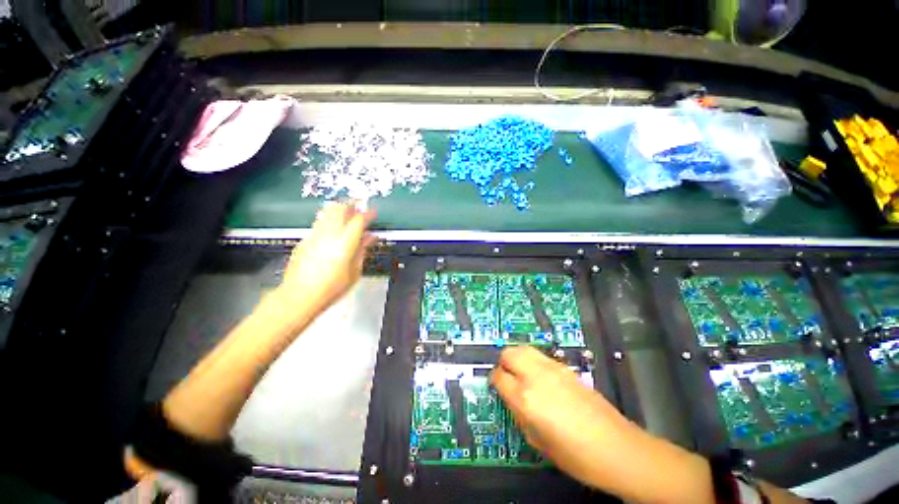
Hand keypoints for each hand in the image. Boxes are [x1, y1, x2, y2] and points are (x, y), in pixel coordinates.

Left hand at [277, 202, 375, 314]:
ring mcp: (314, 235)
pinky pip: (319, 223)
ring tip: (347, 215)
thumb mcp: (355, 271)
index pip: (359, 220)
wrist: (300, 296)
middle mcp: (329, 234)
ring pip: (327, 212)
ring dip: (339, 209)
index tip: (374, 212)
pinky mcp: (304, 240)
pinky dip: (329, 220)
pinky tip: (333, 230)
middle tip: (359, 208)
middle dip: (351, 204)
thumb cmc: (332, 287)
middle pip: (340, 208)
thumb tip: (370, 238)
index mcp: (345, 242)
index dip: (368, 213)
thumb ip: (363, 250)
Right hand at [490, 347, 714, 503]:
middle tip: (506, 376)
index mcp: (526, 398)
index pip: (499, 376)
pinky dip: (534, 361)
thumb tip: (511, 398)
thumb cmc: (576, 456)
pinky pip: (541, 356)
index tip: (496, 385)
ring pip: (525, 348)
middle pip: (509, 353)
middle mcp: (537, 377)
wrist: (617, 449)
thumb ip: (519, 414)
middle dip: (503, 362)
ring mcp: (553, 369)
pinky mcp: (566, 368)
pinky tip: (541, 378)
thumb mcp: (537, 441)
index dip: (494, 380)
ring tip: (521, 373)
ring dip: (517, 357)